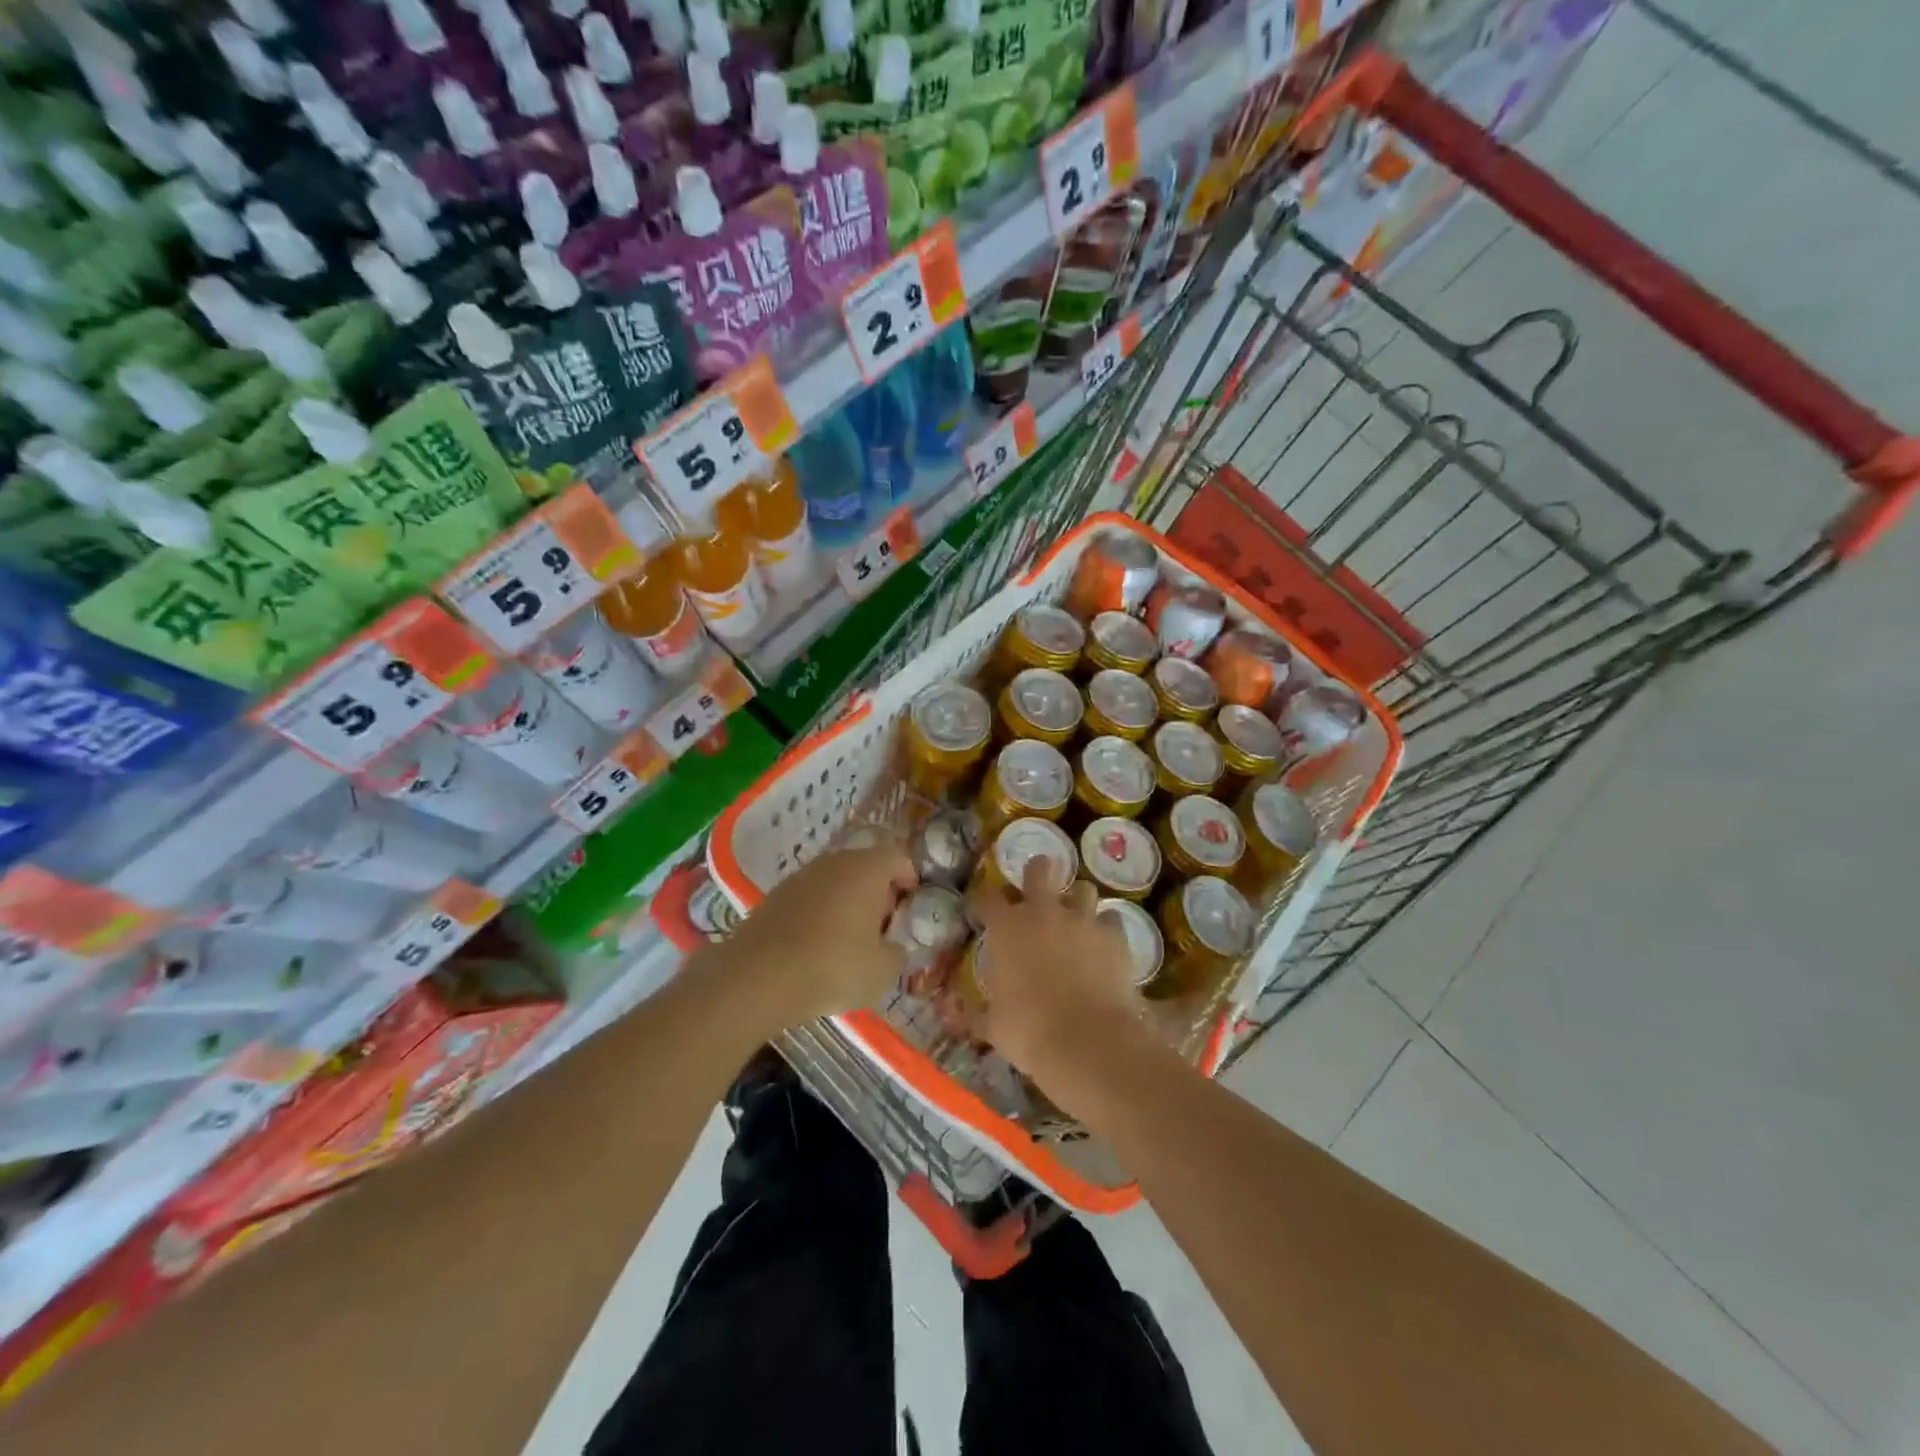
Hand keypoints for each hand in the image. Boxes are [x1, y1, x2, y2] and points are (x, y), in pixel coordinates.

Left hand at [715, 841, 918, 1033]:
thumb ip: (897, 953)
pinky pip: (809, 897)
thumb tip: (892, 947)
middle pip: (864, 866)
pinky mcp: (774, 896)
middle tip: (882, 925)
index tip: (909, 904)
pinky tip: (816, 946)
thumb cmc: (834, 967)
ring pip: (834, 881)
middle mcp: (834, 862)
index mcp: (867, 870)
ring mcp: (800, 876)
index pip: (897, 856)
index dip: (908, 877)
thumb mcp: (883, 971)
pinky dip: (819, 913)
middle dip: (877, 892)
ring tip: (849, 939)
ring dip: (846, 902)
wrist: (759, 977)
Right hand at [968, 859, 1163, 1109]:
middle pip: (1040, 869)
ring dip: (1078, 901)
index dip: (984, 903)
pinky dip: (1106, 929)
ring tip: (1077, 921)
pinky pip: (1112, 920)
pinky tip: (1104, 946)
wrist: (1088, 1042)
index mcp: (1007, 928)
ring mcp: (1082, 919)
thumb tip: (959, 1013)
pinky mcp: (1114, 935)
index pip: (988, 898)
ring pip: (1083, 889)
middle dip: (1038, 873)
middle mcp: (1043, 912)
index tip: (984, 913)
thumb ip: (977, 1013)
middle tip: (1038, 891)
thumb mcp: (993, 1026)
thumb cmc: (1029, 1032)